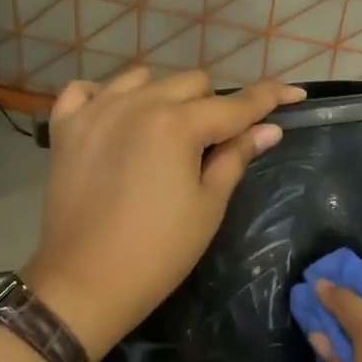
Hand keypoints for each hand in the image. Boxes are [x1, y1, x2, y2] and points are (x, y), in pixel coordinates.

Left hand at [23, 68, 305, 357]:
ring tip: (166, 132)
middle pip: (192, 83)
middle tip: (215, 143)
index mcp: (177, 125)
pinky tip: (116, 120)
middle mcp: (137, 104)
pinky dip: (105, 97)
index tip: (295, 93)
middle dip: (213, 106)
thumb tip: (270, 129)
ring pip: (143, 79)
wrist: (86, 282)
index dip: (270, 97)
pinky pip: (86, 90)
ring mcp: (96, 111)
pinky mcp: (66, 127)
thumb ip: (236, 157)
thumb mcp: (208, 205)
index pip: (236, 104)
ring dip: (165, 97)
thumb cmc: (159, 251)